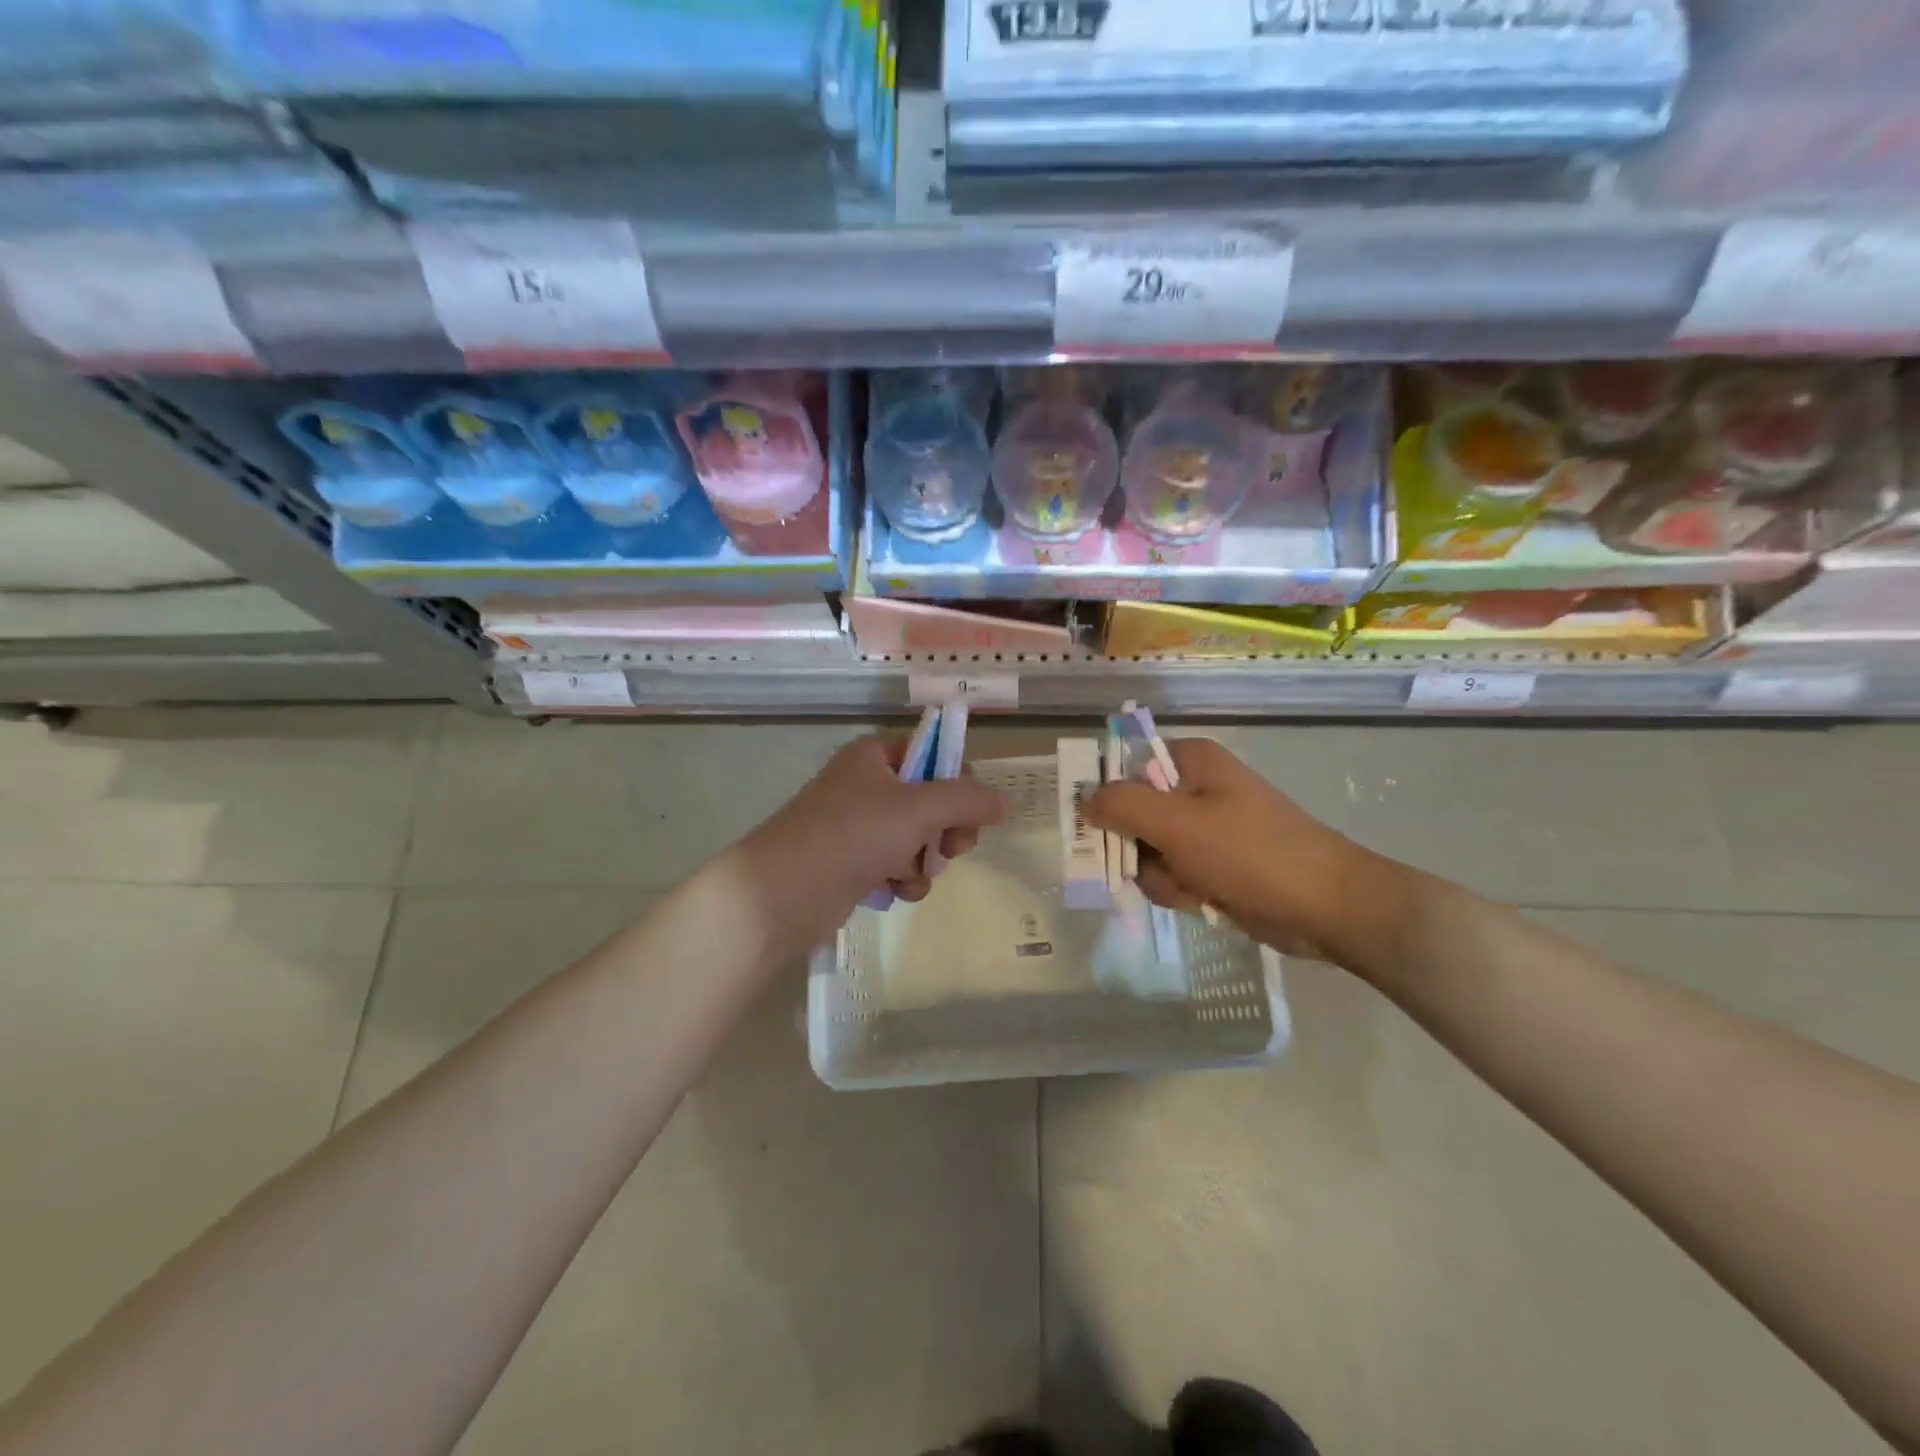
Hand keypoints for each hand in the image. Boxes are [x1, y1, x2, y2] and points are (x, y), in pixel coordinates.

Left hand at [737, 734, 1004, 950]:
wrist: (781, 893)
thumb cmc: (851, 835)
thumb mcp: (917, 809)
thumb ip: (966, 800)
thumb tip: (1002, 801)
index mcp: (875, 756)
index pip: (934, 756)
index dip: (959, 783)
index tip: (972, 813)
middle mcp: (867, 785)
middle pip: (931, 800)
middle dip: (946, 829)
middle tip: (953, 850)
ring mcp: (858, 826)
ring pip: (917, 837)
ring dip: (925, 860)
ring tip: (913, 875)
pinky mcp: (852, 862)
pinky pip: (896, 864)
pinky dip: (903, 878)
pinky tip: (895, 891)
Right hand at [1083, 736, 1389, 963]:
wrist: (1326, 906)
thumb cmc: (1250, 853)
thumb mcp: (1177, 824)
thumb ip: (1122, 805)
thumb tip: (1084, 798)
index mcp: (1190, 761)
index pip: (1124, 767)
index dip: (1106, 797)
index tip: (1095, 827)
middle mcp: (1195, 788)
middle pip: (1132, 814)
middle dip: (1137, 848)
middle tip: (1152, 864)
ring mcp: (1206, 828)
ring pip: (1148, 852)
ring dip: (1160, 875)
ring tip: (1191, 885)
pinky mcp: (1215, 864)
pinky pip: (1172, 874)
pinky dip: (1180, 890)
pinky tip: (1202, 899)